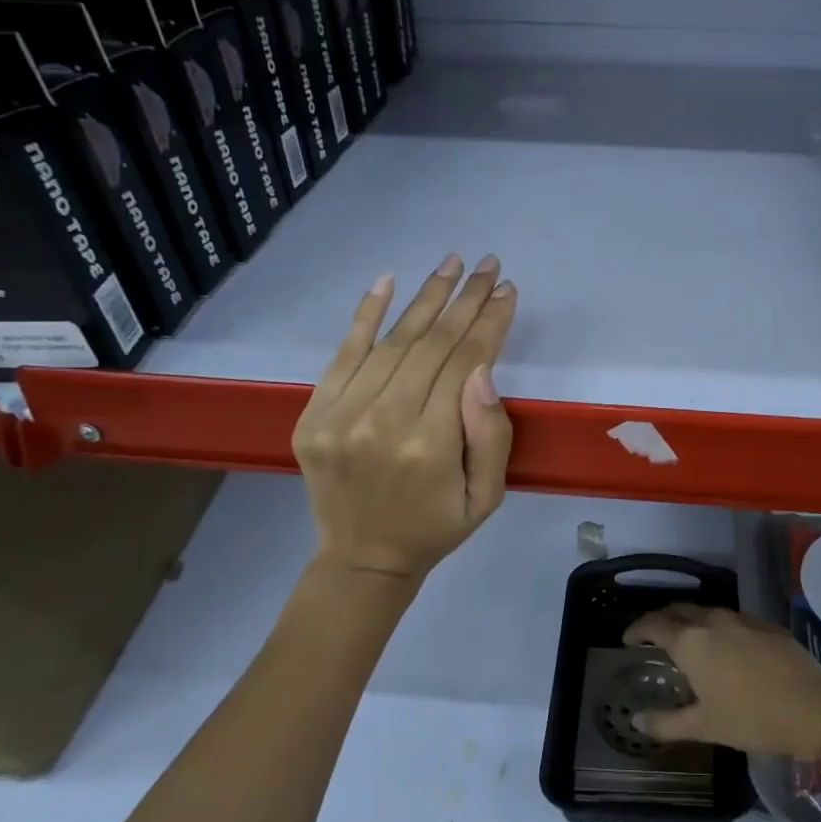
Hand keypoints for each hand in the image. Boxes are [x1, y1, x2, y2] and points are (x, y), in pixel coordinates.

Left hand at [293, 254, 515, 582]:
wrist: (363, 557)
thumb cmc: (436, 526)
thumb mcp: (487, 496)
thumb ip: (491, 435)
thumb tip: (482, 370)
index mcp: (429, 445)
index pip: (464, 363)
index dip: (489, 323)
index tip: (507, 290)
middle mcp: (382, 421)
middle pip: (430, 344)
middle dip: (465, 300)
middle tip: (487, 265)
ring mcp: (340, 415)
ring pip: (392, 341)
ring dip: (425, 297)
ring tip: (452, 264)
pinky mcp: (313, 414)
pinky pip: (343, 354)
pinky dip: (365, 314)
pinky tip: (388, 281)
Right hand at [623, 605, 820, 759]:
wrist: (813, 709)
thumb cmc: (751, 718)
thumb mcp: (703, 726)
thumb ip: (666, 723)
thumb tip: (636, 720)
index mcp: (690, 642)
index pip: (653, 624)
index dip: (637, 630)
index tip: (628, 640)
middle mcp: (712, 621)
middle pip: (678, 610)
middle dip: (662, 620)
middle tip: (654, 637)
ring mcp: (742, 619)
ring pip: (707, 611)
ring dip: (691, 621)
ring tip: (689, 641)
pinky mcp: (766, 624)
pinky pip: (732, 618)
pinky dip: (718, 626)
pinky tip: (726, 646)